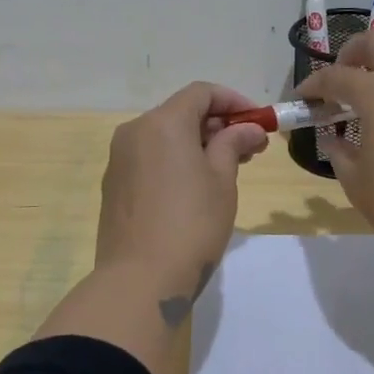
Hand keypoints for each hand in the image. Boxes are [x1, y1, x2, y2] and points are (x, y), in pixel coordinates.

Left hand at [95, 82, 269, 322]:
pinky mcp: (114, 186)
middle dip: (218, 125)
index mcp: (162, 123)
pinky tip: (195, 188)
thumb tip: (247, 129)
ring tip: (227, 170)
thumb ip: (233, 145)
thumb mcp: (222, 181)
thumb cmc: (191, 224)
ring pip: (164, 137)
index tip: (259, 123)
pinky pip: (150, 159)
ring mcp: (119, 160)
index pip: (201, 93)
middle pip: (181, 113)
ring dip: (197, 144)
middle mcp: (135, 132)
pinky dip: (175, 161)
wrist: (139, 281)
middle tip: (250, 150)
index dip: (234, 102)